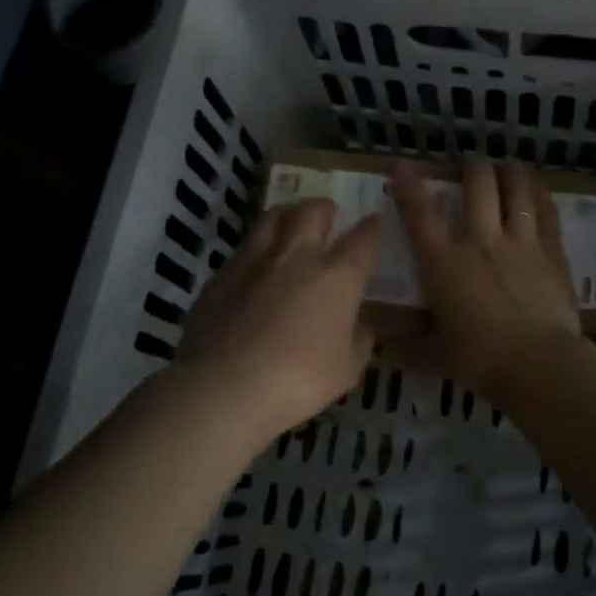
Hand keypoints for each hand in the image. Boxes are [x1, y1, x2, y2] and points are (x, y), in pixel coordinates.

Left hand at [175, 200, 381, 440]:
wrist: (223, 386)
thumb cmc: (298, 379)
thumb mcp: (347, 368)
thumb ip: (360, 339)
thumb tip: (361, 324)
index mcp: (337, 275)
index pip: (362, 238)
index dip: (372, 227)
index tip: (375, 220)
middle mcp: (297, 256)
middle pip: (312, 211)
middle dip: (325, 209)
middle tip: (329, 216)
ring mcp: (254, 261)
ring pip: (273, 217)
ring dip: (289, 215)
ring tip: (292, 223)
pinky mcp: (221, 275)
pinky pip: (245, 247)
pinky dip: (258, 246)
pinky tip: (257, 264)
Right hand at [386, 159, 581, 398]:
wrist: (538, 364)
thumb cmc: (479, 360)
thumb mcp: (434, 353)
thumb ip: (407, 342)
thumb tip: (380, 341)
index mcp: (444, 264)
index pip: (419, 213)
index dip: (407, 184)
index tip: (399, 162)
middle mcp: (481, 242)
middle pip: (478, 185)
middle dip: (471, 167)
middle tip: (470, 165)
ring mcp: (521, 242)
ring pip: (517, 190)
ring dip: (511, 172)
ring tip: (508, 166)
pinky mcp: (552, 252)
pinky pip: (547, 212)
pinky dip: (540, 194)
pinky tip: (538, 188)